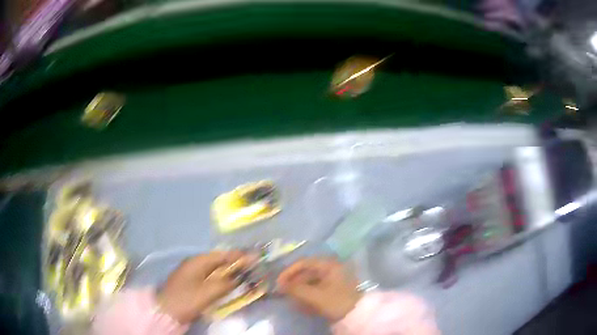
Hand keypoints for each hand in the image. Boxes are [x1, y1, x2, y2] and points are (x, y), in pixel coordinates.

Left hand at [157, 251, 253, 323]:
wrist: (166, 311)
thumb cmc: (187, 299)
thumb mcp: (208, 292)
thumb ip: (226, 284)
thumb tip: (240, 277)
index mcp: (197, 261)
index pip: (222, 255)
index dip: (238, 256)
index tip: (254, 258)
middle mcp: (194, 264)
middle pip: (219, 261)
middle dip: (235, 264)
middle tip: (252, 268)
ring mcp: (192, 273)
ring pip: (215, 270)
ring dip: (229, 273)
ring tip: (244, 276)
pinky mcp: (191, 283)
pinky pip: (210, 278)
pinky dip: (221, 280)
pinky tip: (228, 285)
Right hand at [277, 258, 361, 321]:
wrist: (358, 315)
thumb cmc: (336, 301)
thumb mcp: (314, 296)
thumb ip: (296, 289)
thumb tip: (280, 285)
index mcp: (328, 265)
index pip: (303, 263)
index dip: (289, 272)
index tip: (279, 283)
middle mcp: (331, 269)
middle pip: (307, 273)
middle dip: (294, 284)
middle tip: (283, 294)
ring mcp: (334, 280)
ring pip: (311, 283)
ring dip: (300, 292)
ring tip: (292, 302)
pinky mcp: (335, 291)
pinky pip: (317, 290)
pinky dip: (308, 297)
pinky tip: (302, 306)